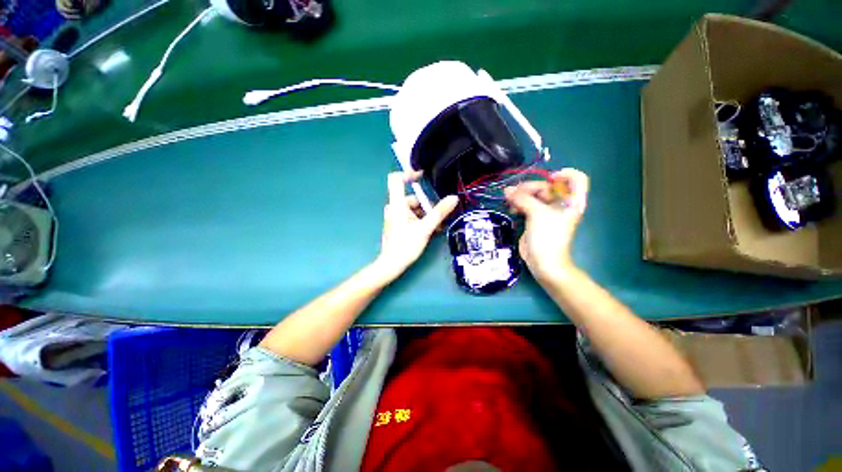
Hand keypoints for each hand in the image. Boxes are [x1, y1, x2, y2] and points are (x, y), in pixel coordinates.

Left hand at [374, 172, 458, 281]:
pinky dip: (420, 220)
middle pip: (412, 198)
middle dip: (427, 206)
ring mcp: (395, 216)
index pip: (396, 179)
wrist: (392, 264)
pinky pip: (411, 216)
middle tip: (438, 218)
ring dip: (426, 215)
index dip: (408, 173)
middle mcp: (394, 207)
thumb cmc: (406, 245)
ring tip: (437, 227)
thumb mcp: (425, 228)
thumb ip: (439, 212)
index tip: (423, 175)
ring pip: (414, 209)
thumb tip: (453, 198)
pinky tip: (430, 230)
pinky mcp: (397, 223)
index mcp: (397, 204)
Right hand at [504, 168, 588, 282]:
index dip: (564, 174)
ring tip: (509, 200)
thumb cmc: (548, 236)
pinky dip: (518, 204)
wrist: (543, 261)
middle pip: (547, 187)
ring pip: (534, 196)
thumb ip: (522, 198)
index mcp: (571, 201)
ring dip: (521, 196)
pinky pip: (526, 205)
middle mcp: (560, 204)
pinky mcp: (535, 218)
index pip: (576, 179)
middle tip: (513, 192)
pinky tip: (511, 208)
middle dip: (530, 187)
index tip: (549, 179)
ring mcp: (547, 211)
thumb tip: (507, 190)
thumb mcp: (537, 213)